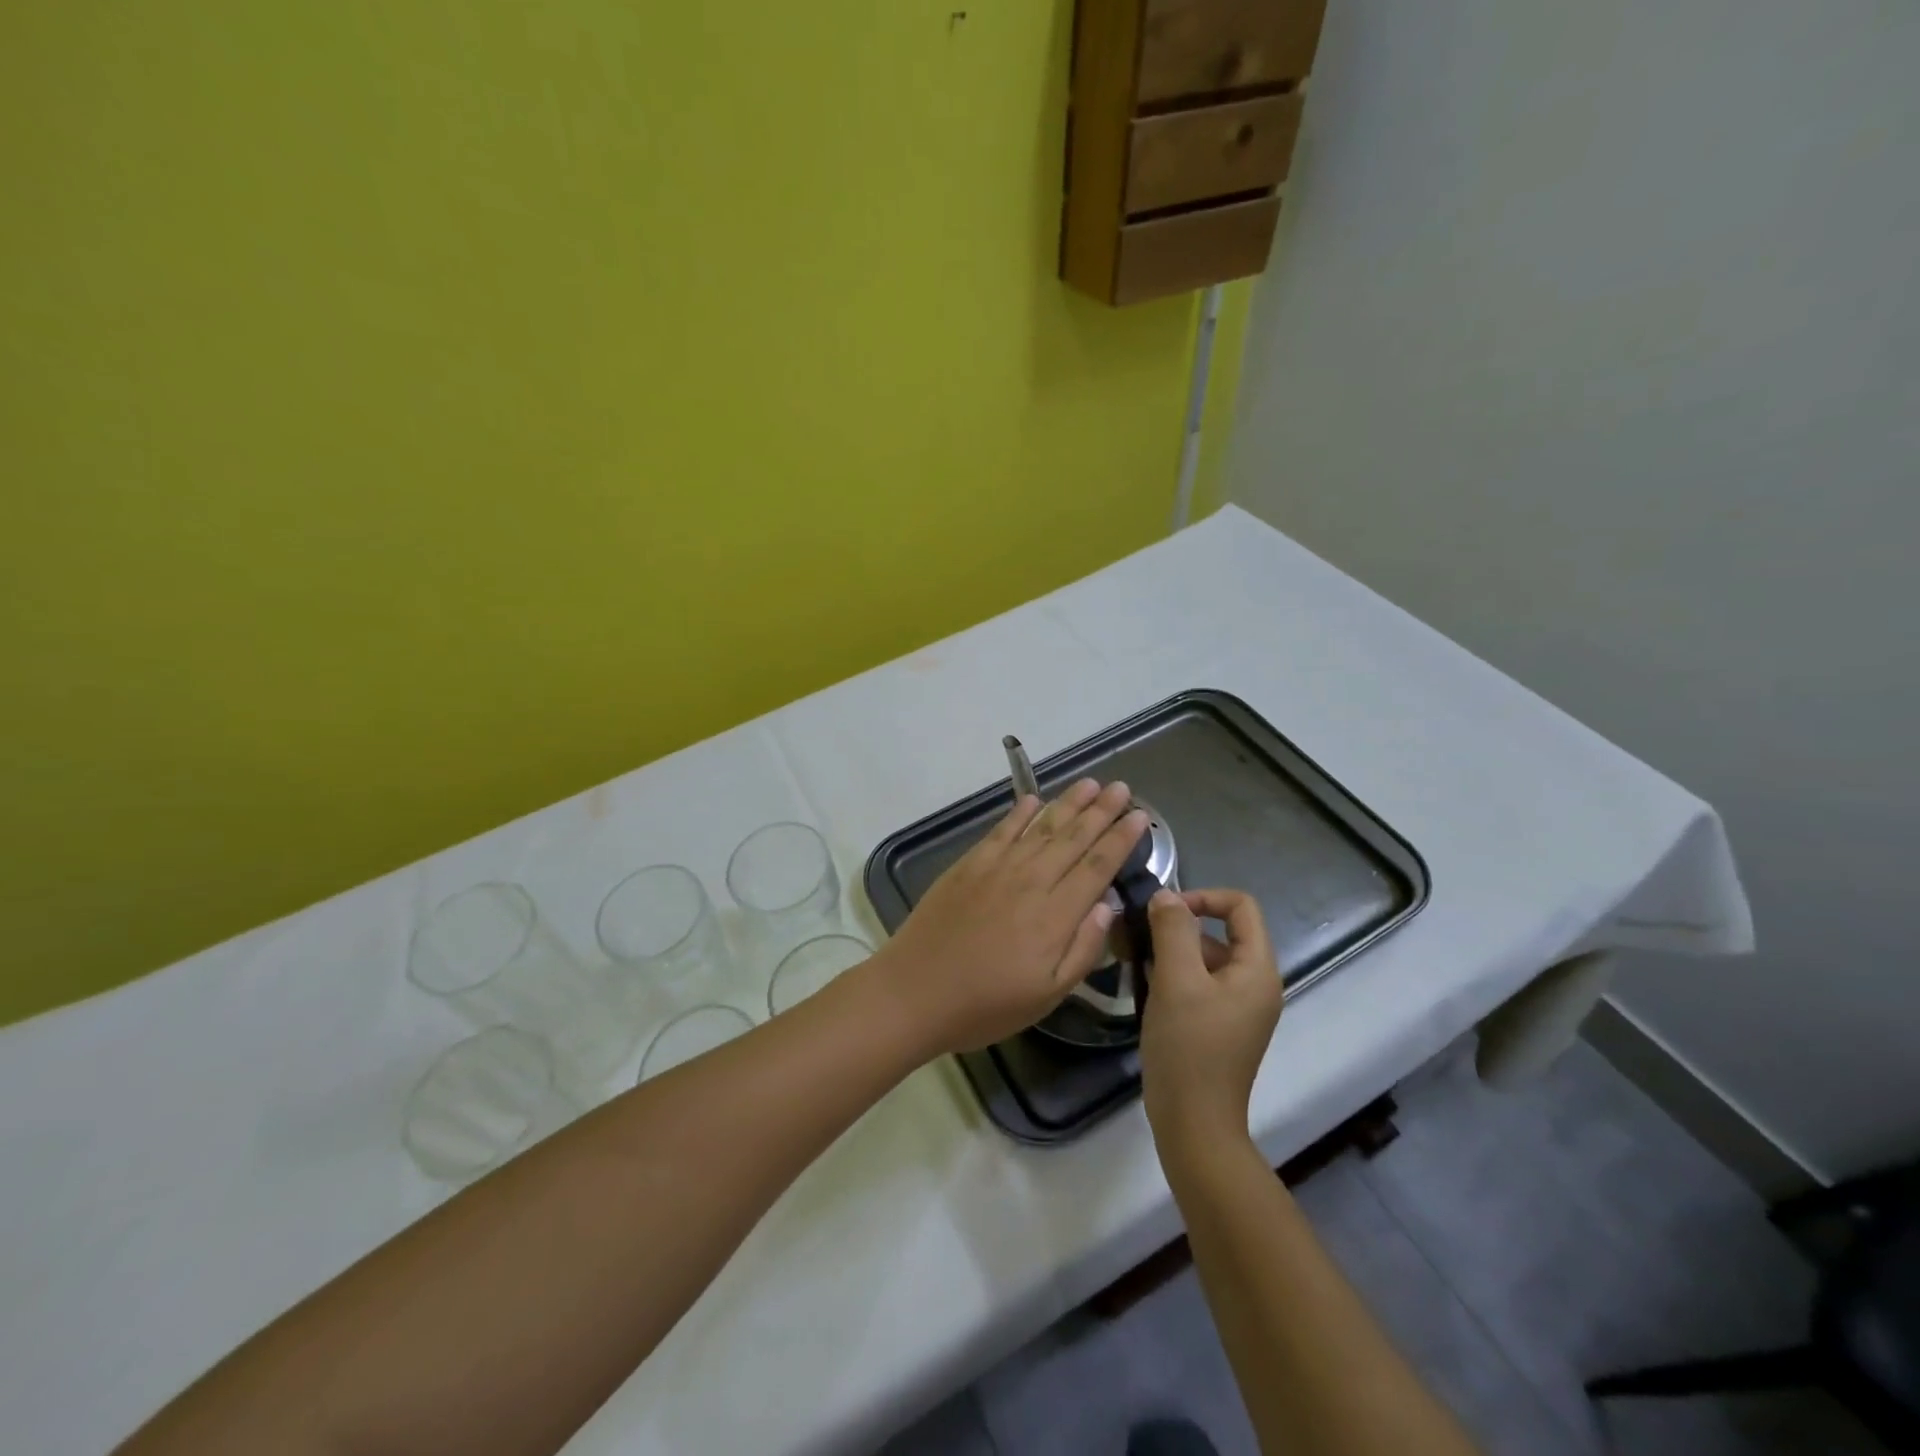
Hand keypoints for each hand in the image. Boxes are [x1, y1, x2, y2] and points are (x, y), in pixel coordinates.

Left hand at [868, 778, 1148, 1056]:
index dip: (1120, 839)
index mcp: (1055, 915)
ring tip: (1090, 783)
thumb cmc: (986, 1004)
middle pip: (1073, 838)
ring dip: (1068, 804)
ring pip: (1041, 827)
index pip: (1097, 867)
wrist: (915, 991)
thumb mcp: (1047, 995)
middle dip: (1101, 811)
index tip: (1140, 816)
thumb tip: (1108, 905)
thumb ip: (1083, 949)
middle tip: (1122, 788)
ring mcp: (997, 868)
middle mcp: (1031, 881)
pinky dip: (1019, 813)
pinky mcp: (968, 865)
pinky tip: (1033, 799)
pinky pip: (1001, 831)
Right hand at [1140, 888, 1283, 1148]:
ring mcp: (1237, 1007)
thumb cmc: (1189, 1047)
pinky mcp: (1218, 1025)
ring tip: (1133, 962)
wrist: (1193, 1124)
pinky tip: (1143, 987)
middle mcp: (1254, 984)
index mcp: (1257, 970)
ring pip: (1204, 959)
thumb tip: (1166, 896)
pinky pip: (1197, 984)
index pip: (1241, 906)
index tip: (1164, 912)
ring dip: (1169, 952)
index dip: (1203, 897)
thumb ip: (1172, 930)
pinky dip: (1171, 977)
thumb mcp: (1176, 980)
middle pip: (1220, 932)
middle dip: (1178, 928)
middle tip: (1136, 937)